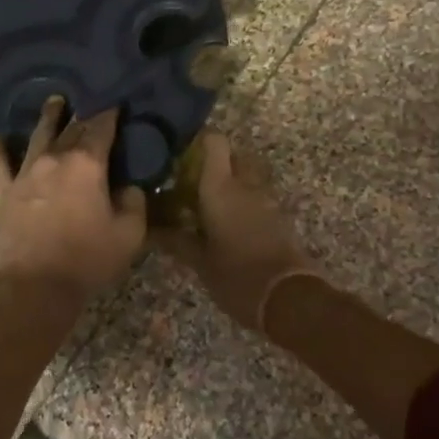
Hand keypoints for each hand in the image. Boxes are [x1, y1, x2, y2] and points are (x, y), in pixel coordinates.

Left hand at [0, 98, 147, 300]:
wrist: (34, 286)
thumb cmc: (87, 259)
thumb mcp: (129, 234)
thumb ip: (134, 203)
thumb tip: (129, 187)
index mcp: (87, 163)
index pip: (102, 127)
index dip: (111, 114)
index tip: (117, 105)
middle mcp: (55, 158)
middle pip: (72, 128)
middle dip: (84, 116)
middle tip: (91, 105)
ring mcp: (26, 172)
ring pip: (38, 135)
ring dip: (48, 117)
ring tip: (54, 102)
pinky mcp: (4, 191)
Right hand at [156, 132, 316, 327]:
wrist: (289, 298)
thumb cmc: (236, 275)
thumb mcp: (199, 261)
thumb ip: (175, 240)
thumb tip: (149, 229)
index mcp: (221, 186)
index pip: (214, 141)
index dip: (199, 141)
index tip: (181, 153)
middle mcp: (245, 184)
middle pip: (233, 156)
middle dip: (215, 164)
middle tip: (192, 182)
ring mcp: (266, 199)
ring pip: (247, 177)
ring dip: (231, 183)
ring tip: (208, 205)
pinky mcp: (278, 217)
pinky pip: (257, 197)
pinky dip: (243, 202)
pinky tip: (227, 224)